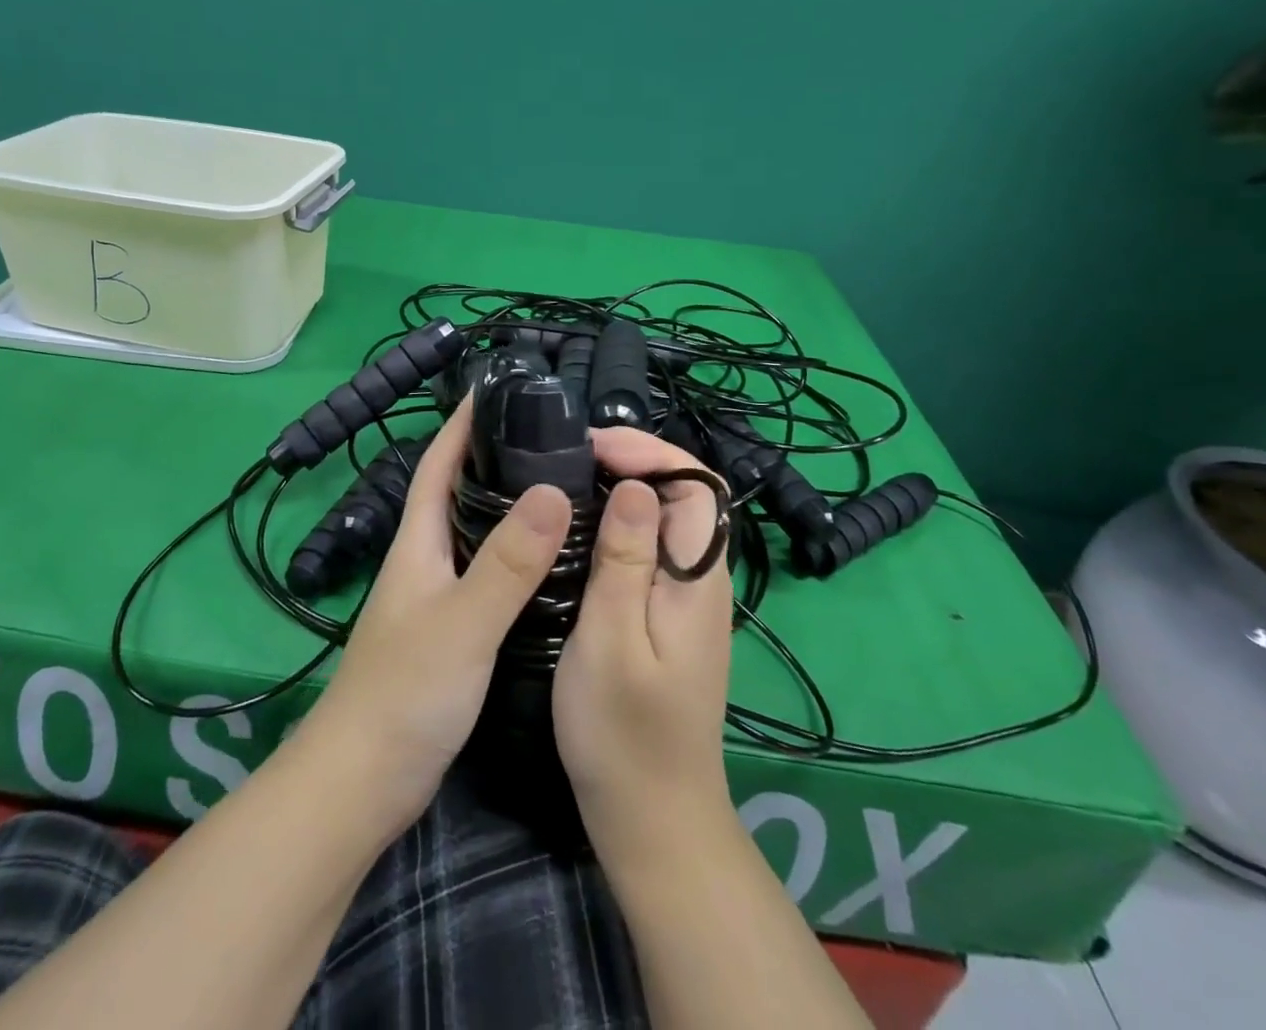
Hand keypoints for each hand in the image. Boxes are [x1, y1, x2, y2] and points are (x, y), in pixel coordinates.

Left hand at [297, 396, 570, 836]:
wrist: (362, 782)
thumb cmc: (405, 693)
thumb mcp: (463, 622)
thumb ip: (507, 561)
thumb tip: (554, 488)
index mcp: (418, 541)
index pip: (439, 461)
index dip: (464, 422)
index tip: (501, 388)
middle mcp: (425, 558)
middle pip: (461, 490)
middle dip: (498, 456)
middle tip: (557, 436)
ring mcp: (436, 595)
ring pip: (478, 532)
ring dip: (511, 505)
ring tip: (566, 485)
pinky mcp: (452, 629)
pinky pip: (489, 573)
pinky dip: (517, 555)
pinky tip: (553, 562)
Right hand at [553, 428, 736, 861]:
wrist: (652, 820)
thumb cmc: (624, 734)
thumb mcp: (611, 641)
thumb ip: (624, 561)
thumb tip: (633, 485)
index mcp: (697, 578)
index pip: (694, 484)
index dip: (648, 451)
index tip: (589, 446)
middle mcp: (701, 579)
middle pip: (682, 494)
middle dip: (632, 460)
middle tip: (568, 457)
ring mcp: (685, 599)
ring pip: (664, 518)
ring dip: (621, 488)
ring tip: (565, 479)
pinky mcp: (665, 615)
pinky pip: (648, 548)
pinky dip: (615, 523)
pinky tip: (576, 530)